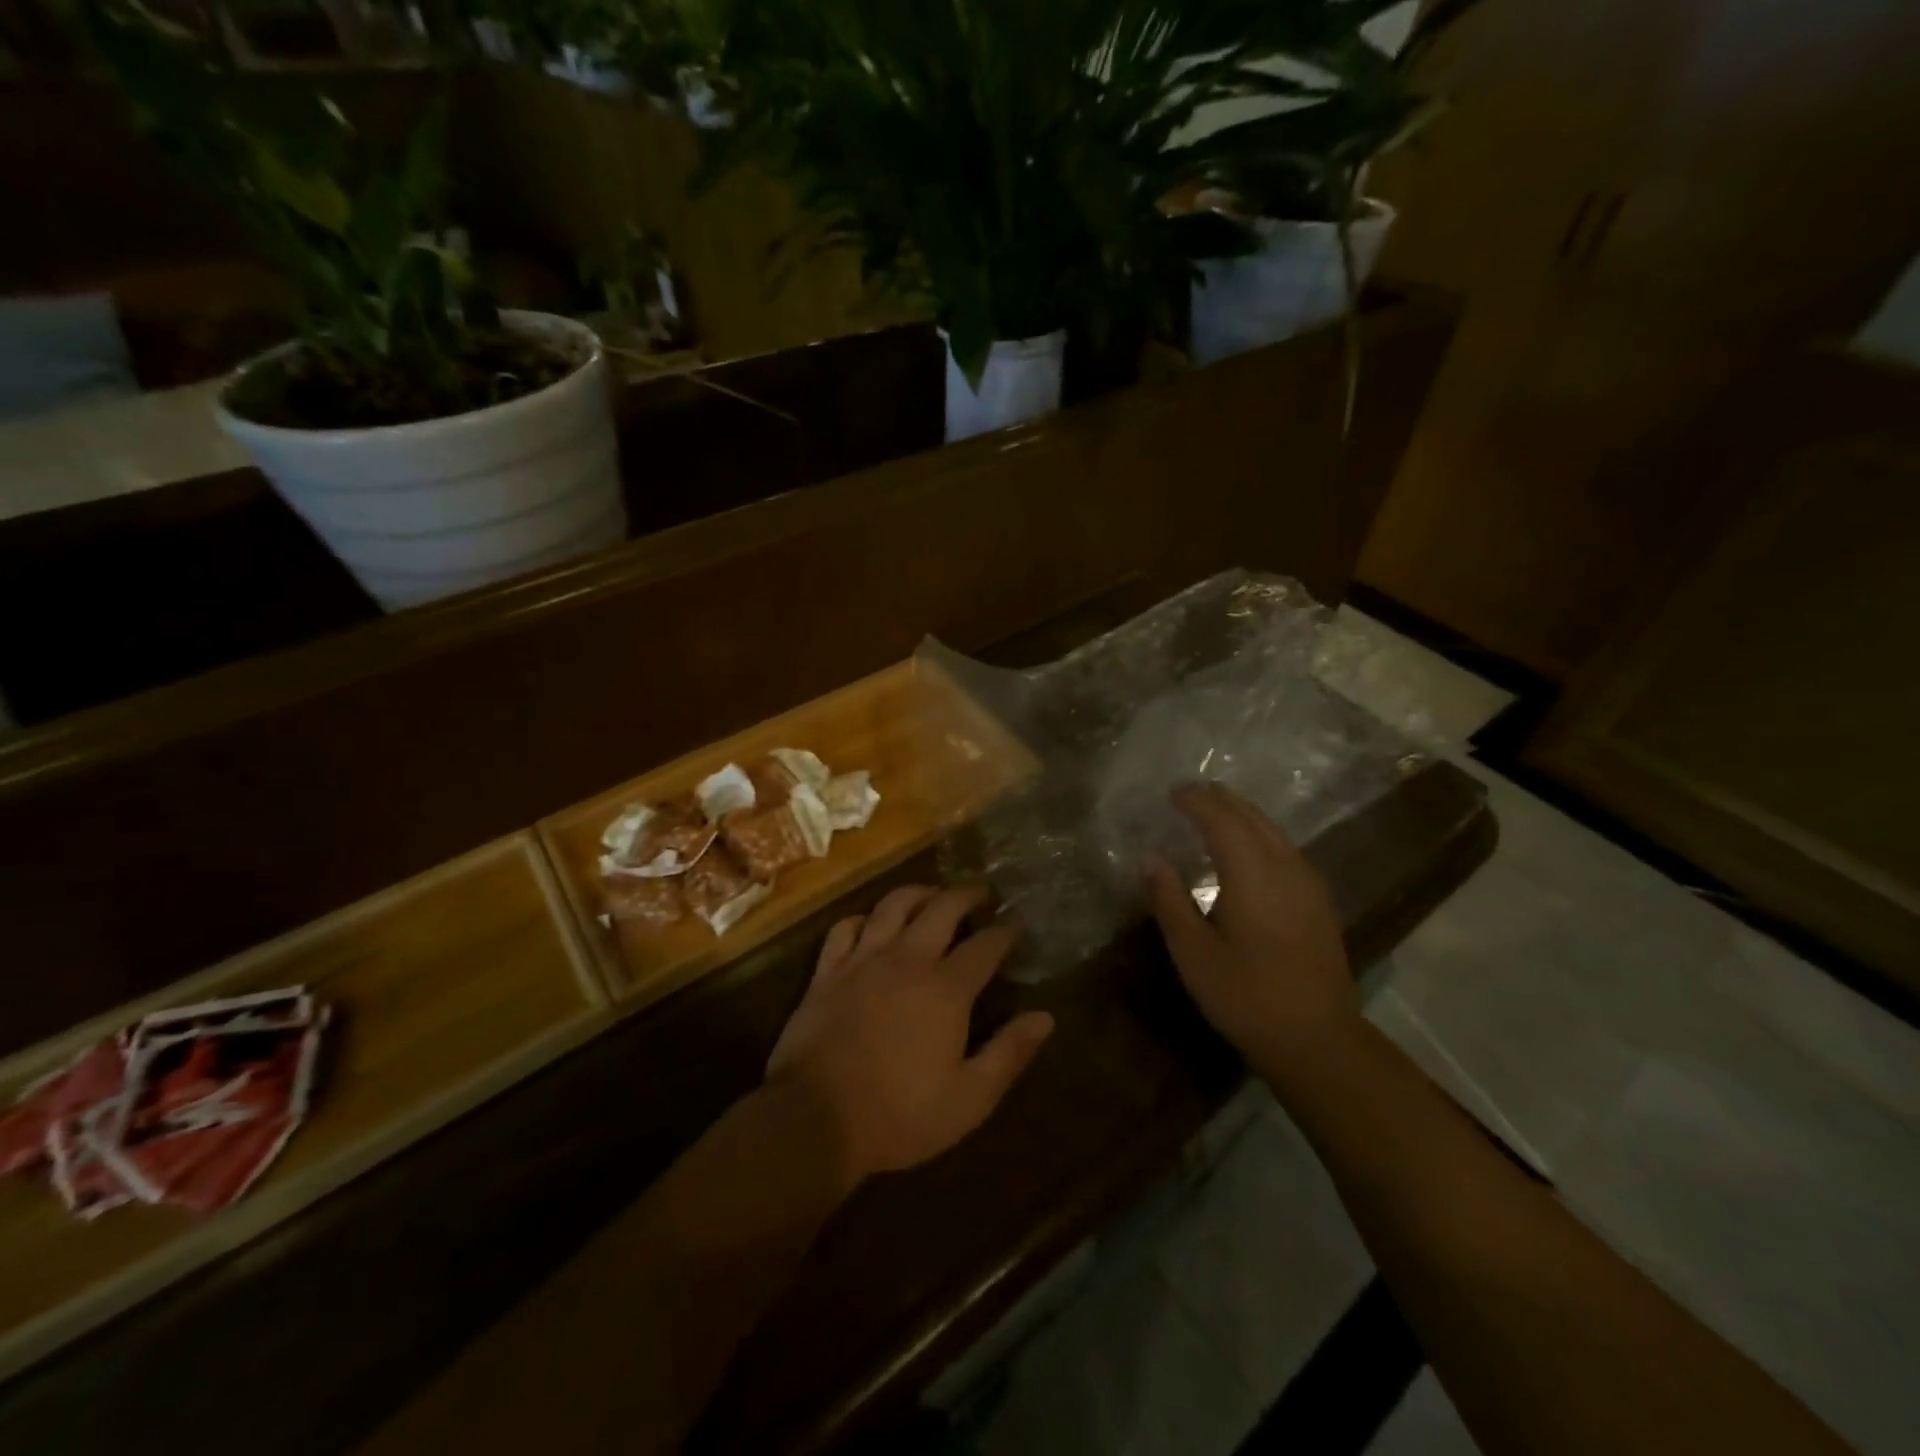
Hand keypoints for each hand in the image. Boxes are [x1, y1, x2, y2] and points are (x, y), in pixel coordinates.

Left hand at [766, 885, 1054, 1185]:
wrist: (815, 1119)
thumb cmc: (899, 1115)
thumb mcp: (969, 1099)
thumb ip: (1009, 1053)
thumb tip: (1044, 1017)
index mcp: (946, 988)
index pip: (985, 945)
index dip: (1005, 931)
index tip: (1016, 924)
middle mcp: (907, 959)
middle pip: (942, 908)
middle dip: (967, 895)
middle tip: (981, 893)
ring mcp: (863, 960)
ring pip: (893, 906)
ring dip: (918, 893)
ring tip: (932, 894)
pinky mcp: (827, 971)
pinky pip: (845, 927)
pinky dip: (863, 918)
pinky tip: (871, 923)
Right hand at [1143, 783, 1358, 1070]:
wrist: (1317, 1039)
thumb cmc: (1245, 996)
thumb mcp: (1193, 951)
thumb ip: (1169, 899)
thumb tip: (1150, 857)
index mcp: (1251, 874)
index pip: (1221, 820)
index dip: (1196, 801)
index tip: (1171, 792)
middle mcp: (1284, 867)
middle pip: (1252, 818)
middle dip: (1221, 799)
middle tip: (1191, 792)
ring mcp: (1308, 883)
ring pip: (1273, 831)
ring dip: (1242, 814)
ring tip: (1216, 809)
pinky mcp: (1318, 901)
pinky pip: (1285, 848)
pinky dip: (1260, 834)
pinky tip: (1249, 848)